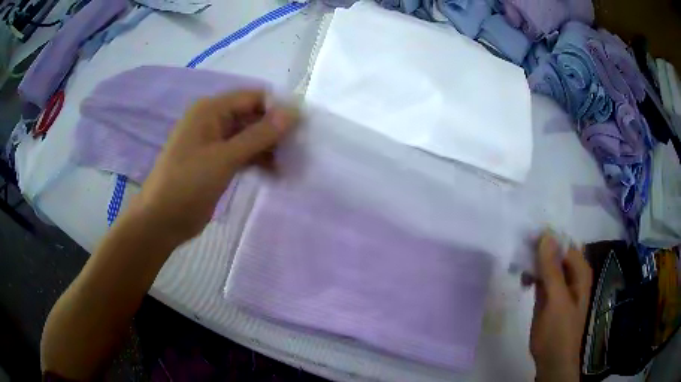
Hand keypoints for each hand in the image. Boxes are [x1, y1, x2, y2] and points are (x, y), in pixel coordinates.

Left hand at [129, 90, 298, 244]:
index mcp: (211, 110)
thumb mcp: (224, 157)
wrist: (161, 220)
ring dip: (270, 148)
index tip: (303, 126)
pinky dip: (259, 161)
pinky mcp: (217, 162)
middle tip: (300, 149)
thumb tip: (293, 113)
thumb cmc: (187, 184)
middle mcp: (213, 120)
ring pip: (250, 137)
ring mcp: (215, 142)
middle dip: (276, 131)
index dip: (278, 108)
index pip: (253, 97)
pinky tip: (276, 174)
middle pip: (253, 116)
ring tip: (292, 165)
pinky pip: (243, 154)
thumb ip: (259, 135)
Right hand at [529, 233, 592, 381]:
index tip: (528, 235)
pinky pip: (540, 278)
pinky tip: (522, 280)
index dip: (548, 238)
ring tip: (518, 265)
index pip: (565, 244)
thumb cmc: (559, 330)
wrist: (552, 359)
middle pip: (555, 252)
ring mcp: (559, 285)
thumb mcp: (557, 299)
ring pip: (546, 264)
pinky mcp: (548, 295)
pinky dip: (531, 275)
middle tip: (519, 248)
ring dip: (533, 262)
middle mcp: (571, 274)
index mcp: (579, 271)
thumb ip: (552, 269)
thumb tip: (545, 236)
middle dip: (538, 249)